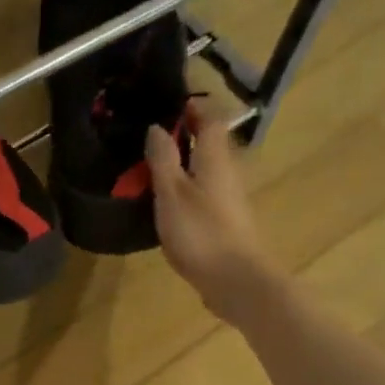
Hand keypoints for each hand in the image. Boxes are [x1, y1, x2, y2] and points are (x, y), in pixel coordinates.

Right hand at [146, 109, 272, 323]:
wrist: (234, 280)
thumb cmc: (200, 232)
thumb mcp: (171, 193)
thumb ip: (163, 159)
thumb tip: (157, 127)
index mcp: (215, 157)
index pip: (210, 117)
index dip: (191, 107)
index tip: (166, 104)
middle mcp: (227, 171)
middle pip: (208, 143)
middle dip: (183, 135)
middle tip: (149, 137)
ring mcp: (228, 198)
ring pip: (205, 169)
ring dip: (182, 164)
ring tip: (149, 169)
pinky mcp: (225, 222)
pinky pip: (203, 193)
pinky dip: (185, 189)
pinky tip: (165, 202)